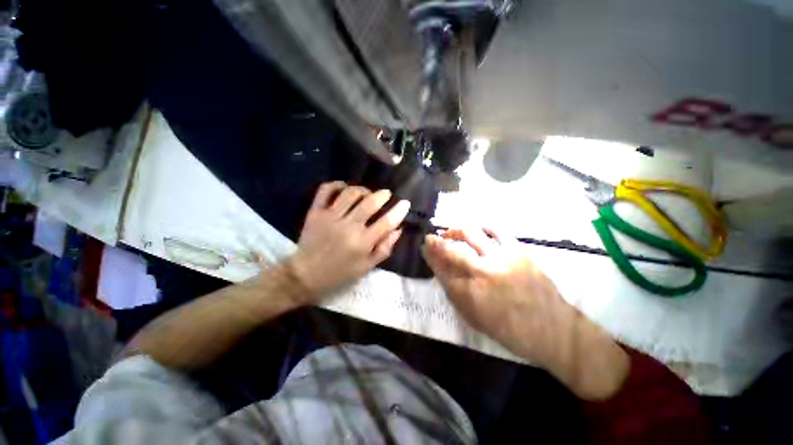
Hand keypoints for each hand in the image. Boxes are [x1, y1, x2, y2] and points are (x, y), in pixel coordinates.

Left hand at [287, 182, 410, 302]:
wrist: (306, 274)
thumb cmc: (340, 273)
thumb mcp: (367, 266)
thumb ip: (384, 248)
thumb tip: (398, 229)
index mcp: (362, 243)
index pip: (386, 222)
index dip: (399, 210)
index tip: (405, 203)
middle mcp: (348, 227)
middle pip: (370, 203)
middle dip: (382, 195)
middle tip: (386, 194)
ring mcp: (330, 217)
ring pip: (350, 193)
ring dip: (363, 189)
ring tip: (367, 193)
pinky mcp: (315, 212)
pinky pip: (326, 190)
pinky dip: (337, 184)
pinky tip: (345, 188)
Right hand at [421, 228, 566, 361]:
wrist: (552, 328)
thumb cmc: (509, 330)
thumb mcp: (474, 318)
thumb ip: (455, 293)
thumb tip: (441, 271)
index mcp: (469, 294)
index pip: (440, 269)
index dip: (429, 256)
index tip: (424, 248)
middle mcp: (481, 272)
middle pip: (451, 250)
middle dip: (436, 241)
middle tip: (431, 237)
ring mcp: (501, 258)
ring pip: (470, 234)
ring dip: (456, 229)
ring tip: (451, 231)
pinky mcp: (518, 250)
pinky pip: (496, 230)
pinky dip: (482, 225)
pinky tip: (476, 227)